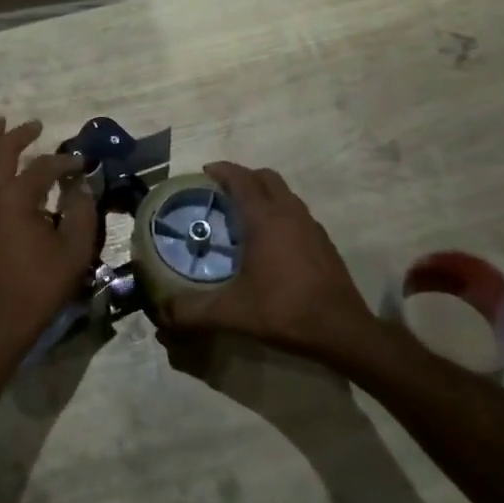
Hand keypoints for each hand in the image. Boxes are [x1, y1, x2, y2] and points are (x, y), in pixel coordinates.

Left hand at [0, 118, 96, 358]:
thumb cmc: (40, 287)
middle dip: (20, 134)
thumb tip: (80, 185)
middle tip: (36, 125)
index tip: (80, 165)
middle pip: (1, 152)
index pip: (43, 167)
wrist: (0, 323)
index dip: (64, 162)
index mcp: (17, 198)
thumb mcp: (75, 250)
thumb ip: (82, 212)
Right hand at [160, 162, 377, 365]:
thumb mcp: (232, 313)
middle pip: (265, 177)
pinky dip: (279, 213)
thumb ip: (192, 313)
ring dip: (263, 194)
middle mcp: (289, 212)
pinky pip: (296, 213)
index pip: (241, 178)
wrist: (343, 331)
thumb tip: (160, 315)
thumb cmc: (285, 310)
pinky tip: (270, 243)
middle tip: (220, 193)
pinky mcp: (324, 242)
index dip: (221, 171)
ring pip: (284, 194)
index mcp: (265, 218)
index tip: (203, 173)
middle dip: (242, 178)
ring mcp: (311, 226)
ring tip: (242, 216)